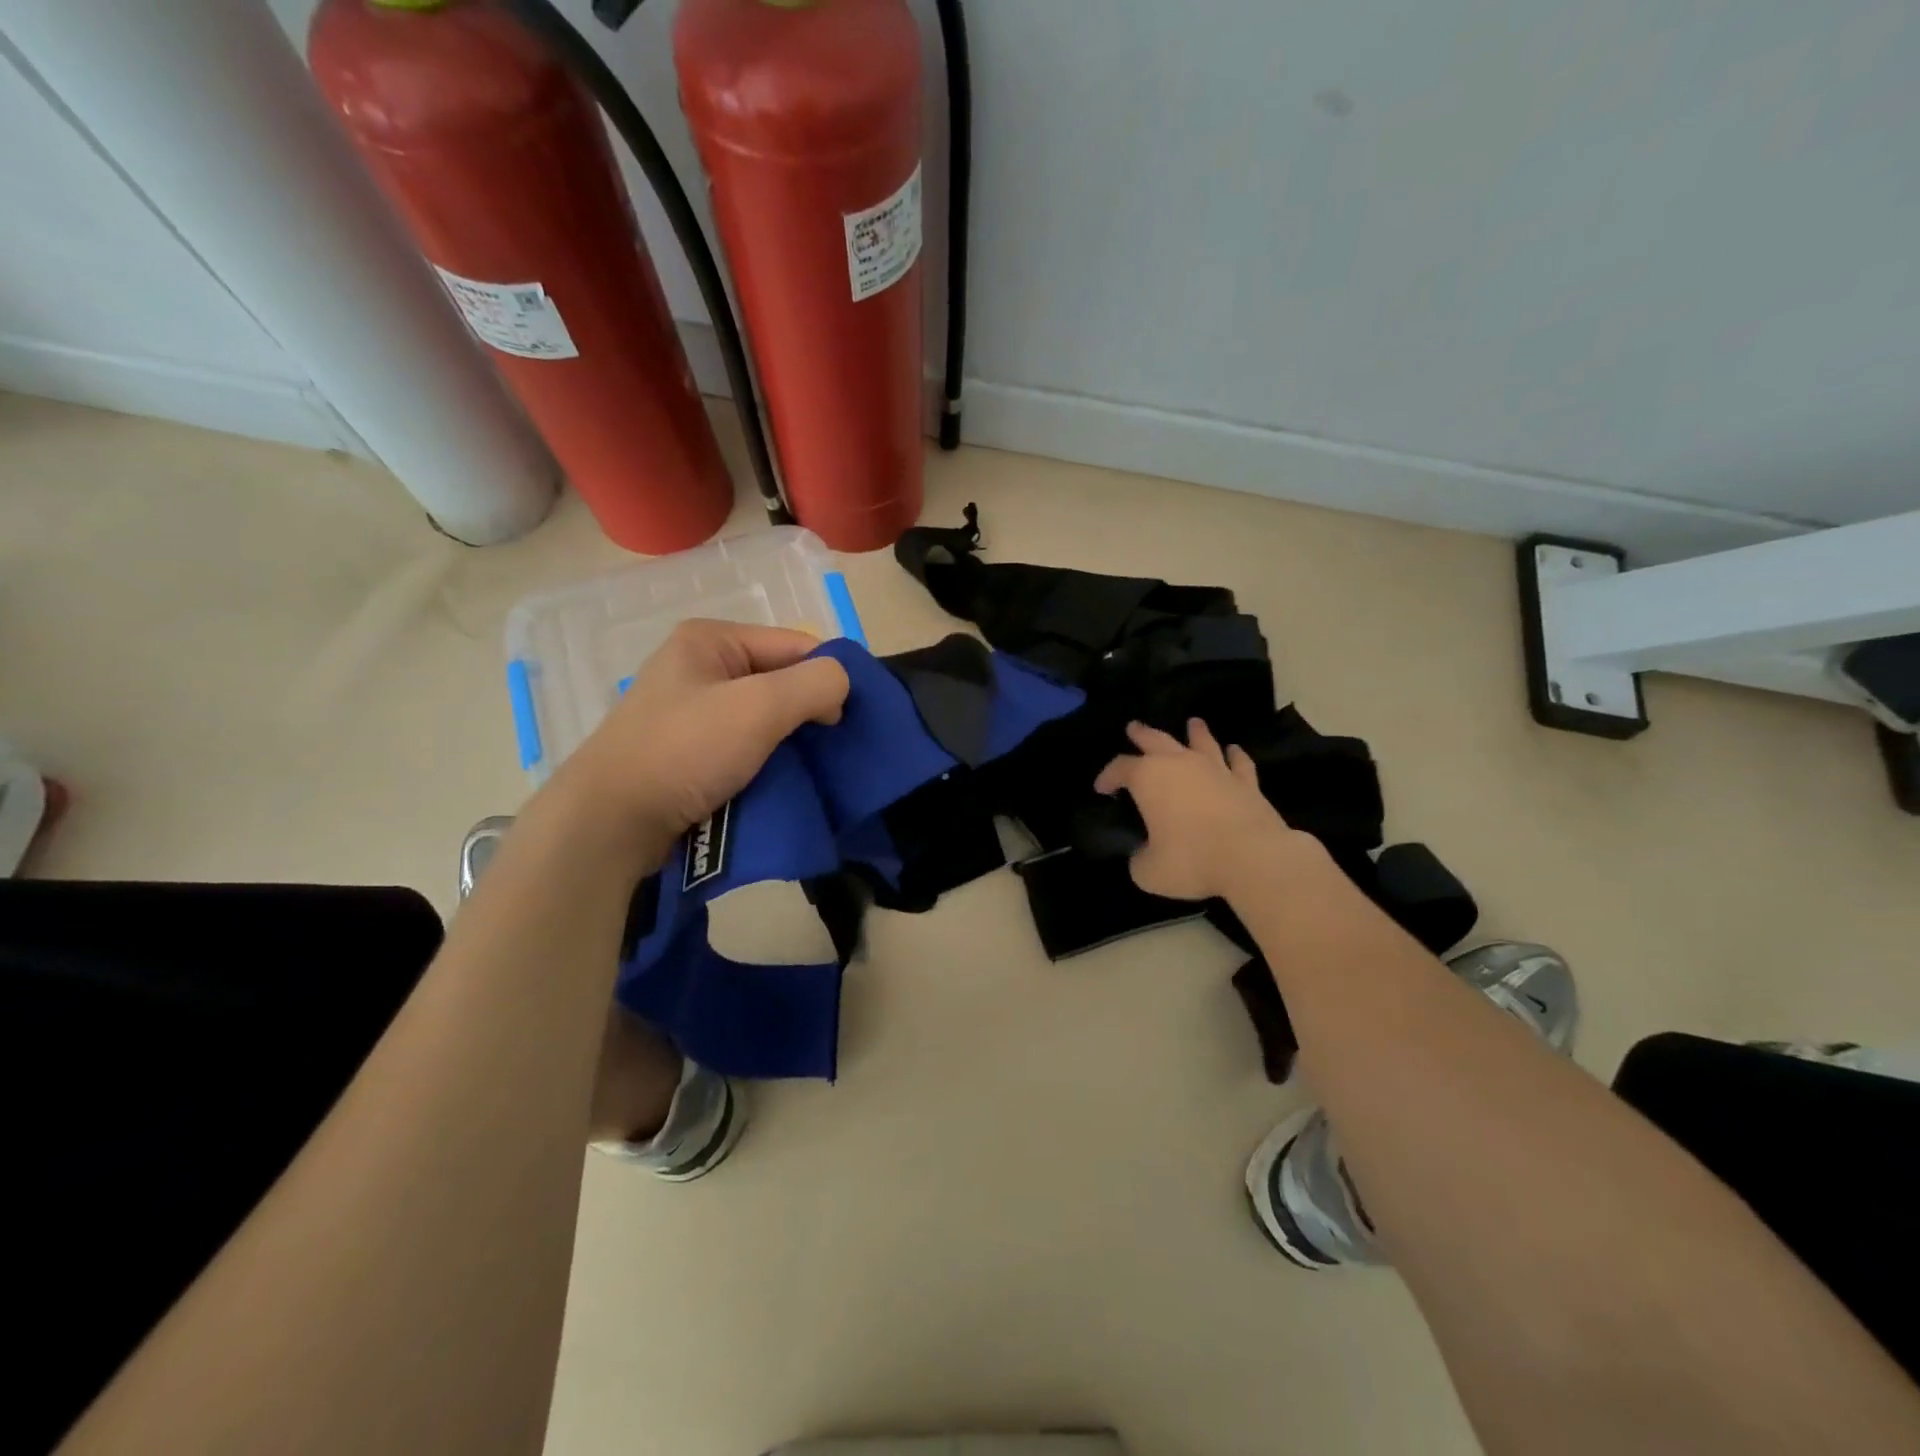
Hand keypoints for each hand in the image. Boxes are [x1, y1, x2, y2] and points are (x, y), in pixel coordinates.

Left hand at [556, 620, 849, 852]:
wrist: (611, 822)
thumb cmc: (686, 750)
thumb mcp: (760, 706)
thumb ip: (815, 684)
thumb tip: (841, 686)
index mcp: (711, 640)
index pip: (795, 645)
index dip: (827, 678)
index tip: (845, 723)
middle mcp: (700, 667)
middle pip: (780, 681)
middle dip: (810, 713)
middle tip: (832, 749)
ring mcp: (691, 712)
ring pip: (764, 718)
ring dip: (790, 742)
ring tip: (812, 770)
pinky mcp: (688, 752)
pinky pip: (744, 746)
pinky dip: (767, 762)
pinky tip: (780, 782)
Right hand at [1093, 718, 1294, 900]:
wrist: (1252, 857)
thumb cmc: (1191, 860)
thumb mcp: (1148, 871)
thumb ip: (1139, 858)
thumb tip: (1143, 854)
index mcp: (1148, 778)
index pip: (1120, 768)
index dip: (1107, 776)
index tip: (1101, 788)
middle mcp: (1180, 764)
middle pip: (1156, 740)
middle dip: (1142, 734)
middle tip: (1134, 727)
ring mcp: (1216, 769)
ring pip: (1202, 742)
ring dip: (1195, 732)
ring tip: (1193, 723)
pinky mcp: (1247, 783)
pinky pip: (1239, 763)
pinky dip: (1234, 755)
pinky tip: (1233, 750)